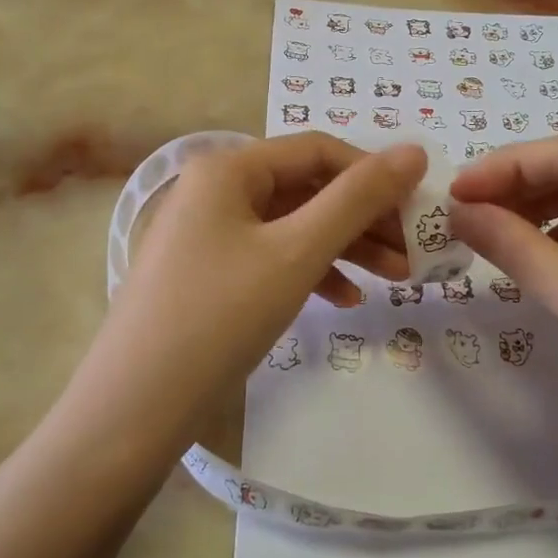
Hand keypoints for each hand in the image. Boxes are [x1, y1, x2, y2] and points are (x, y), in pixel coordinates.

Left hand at [94, 134, 425, 427]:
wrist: (136, 407)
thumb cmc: (220, 315)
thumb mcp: (297, 252)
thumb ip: (358, 199)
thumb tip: (414, 151)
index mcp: (229, 168)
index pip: (317, 150)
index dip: (374, 173)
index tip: (421, 206)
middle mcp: (216, 190)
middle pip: (307, 189)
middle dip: (364, 218)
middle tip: (415, 250)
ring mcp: (210, 234)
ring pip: (294, 226)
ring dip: (346, 248)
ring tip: (397, 280)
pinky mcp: (211, 274)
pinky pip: (273, 258)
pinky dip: (312, 272)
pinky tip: (346, 300)